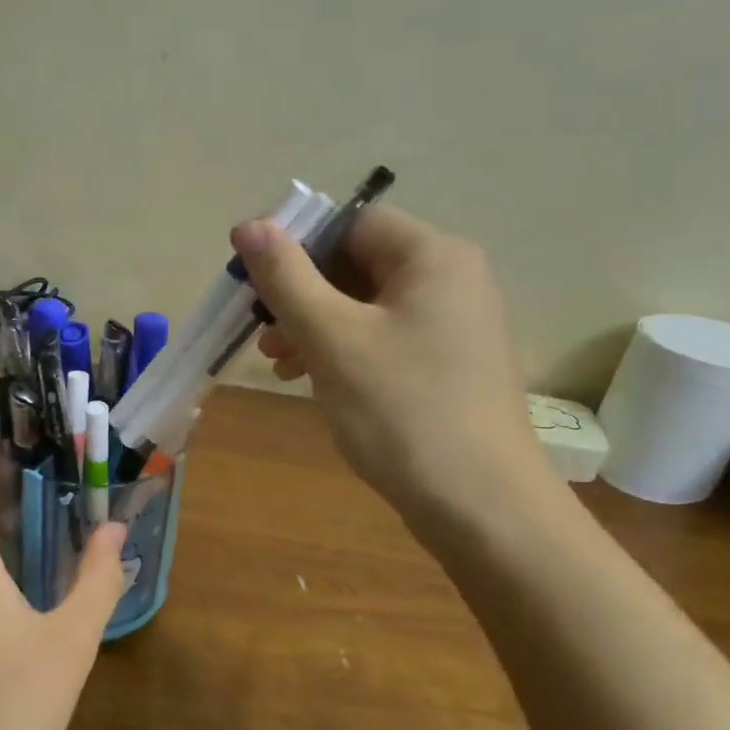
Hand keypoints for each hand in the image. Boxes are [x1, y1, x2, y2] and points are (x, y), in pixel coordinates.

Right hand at [230, 206, 560, 542]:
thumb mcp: (331, 338)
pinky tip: (315, 382)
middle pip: (358, 264)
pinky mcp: (451, 364)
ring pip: (368, 306)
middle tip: (263, 336)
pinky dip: (346, 351)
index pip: (351, 224)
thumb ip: (286, 277)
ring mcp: (456, 325)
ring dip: (317, 327)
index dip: (297, 246)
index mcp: (433, 256)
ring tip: (281, 366)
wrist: (480, 505)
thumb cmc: (401, 409)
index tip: (256, 285)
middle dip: (302, 295)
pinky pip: (386, 338)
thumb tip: (248, 224)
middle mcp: (453, 279)